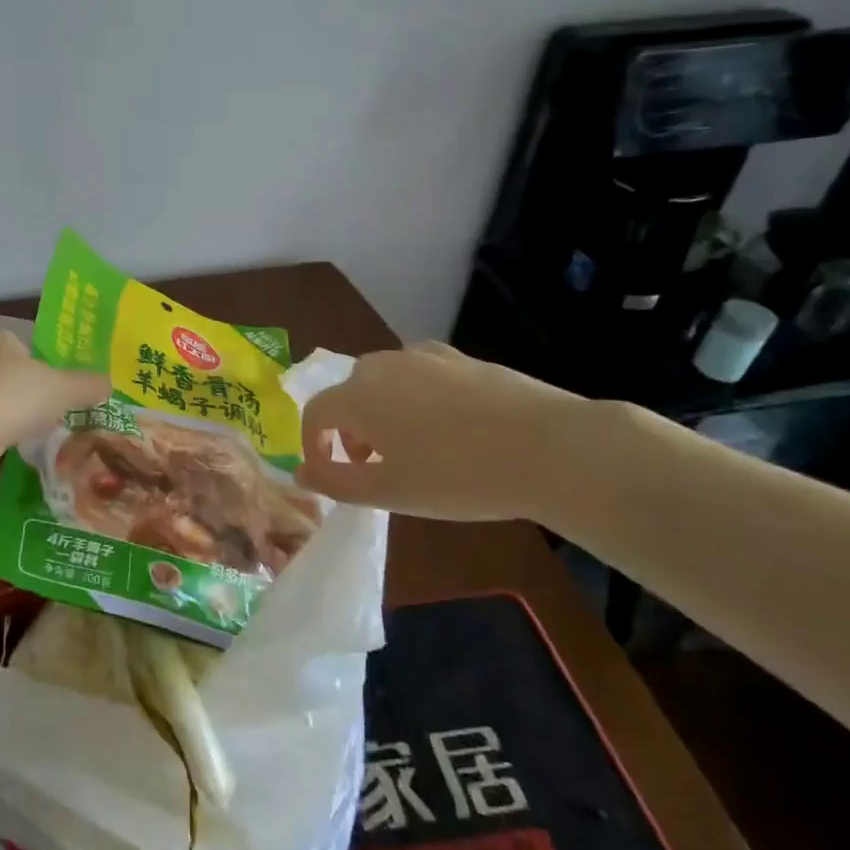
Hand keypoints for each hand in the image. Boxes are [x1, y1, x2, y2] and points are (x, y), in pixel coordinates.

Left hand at [0, 331, 109, 510]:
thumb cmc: (16, 395)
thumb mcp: (63, 388)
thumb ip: (87, 385)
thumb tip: (110, 383)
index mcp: (1, 340)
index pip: (25, 343)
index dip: (45, 360)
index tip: (63, 382)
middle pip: (11, 372)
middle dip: (30, 390)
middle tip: (57, 409)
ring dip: (14, 414)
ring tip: (40, 432)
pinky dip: (0, 435)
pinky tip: (16, 448)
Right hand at [295, 342, 579, 521]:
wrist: (549, 447)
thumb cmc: (458, 477)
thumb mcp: (389, 492)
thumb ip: (335, 482)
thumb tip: (300, 472)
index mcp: (357, 396)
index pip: (316, 414)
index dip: (315, 445)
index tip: (331, 474)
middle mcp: (382, 366)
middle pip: (349, 395)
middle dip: (351, 430)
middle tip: (374, 466)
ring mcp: (424, 357)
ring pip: (385, 382)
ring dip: (382, 412)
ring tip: (411, 448)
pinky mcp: (461, 358)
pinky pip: (421, 375)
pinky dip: (417, 397)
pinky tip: (447, 425)